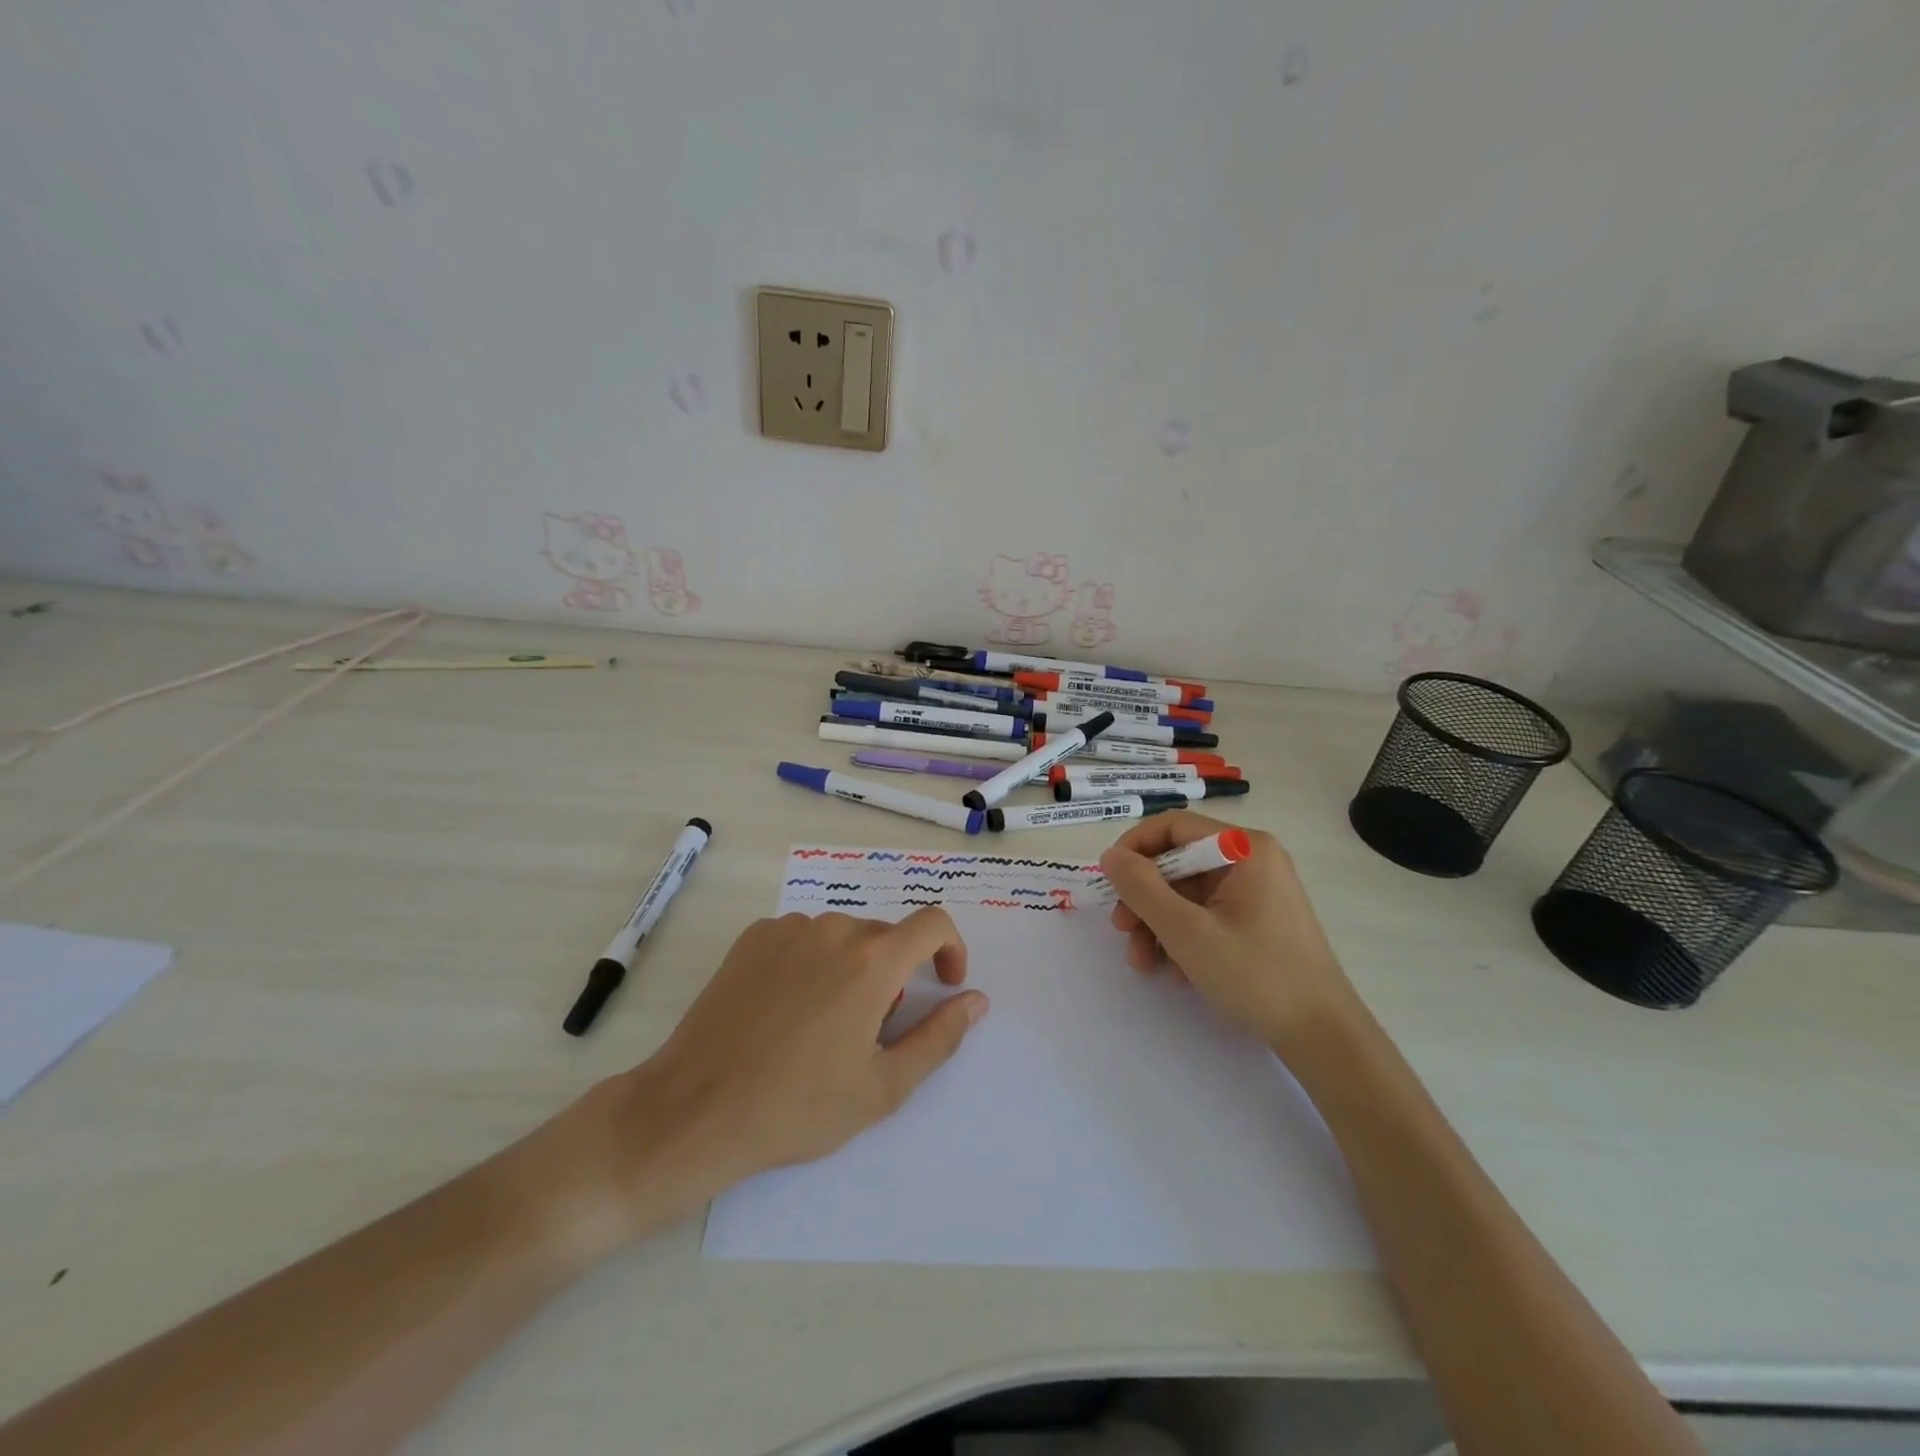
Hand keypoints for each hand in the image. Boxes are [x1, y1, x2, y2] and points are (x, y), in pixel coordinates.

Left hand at [540, 908, 987, 1250]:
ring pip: (843, 936)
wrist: (694, 1110)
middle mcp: (833, 929)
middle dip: (896, 974)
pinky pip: (803, 938)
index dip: (952, 949)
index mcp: (872, 961)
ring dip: (853, 968)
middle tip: (872, 1031)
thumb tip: (975, 1000)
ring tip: (826, 1025)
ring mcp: (787, 928)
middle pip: (886, 936)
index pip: (934, 923)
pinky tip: (788, 1010)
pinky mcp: (752, 937)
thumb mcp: (883, 1086)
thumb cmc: (798, 1107)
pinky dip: (813, 962)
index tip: (944, 985)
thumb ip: (940, 1037)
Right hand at [1097, 810, 1356, 1054]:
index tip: (1109, 881)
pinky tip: (1176, 972)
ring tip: (1145, 963)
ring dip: (1158, 924)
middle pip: (1177, 863)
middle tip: (1122, 930)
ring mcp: (1257, 892)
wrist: (1323, 1037)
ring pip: (1187, 894)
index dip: (1134, 848)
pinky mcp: (1257, 921)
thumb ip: (1141, 888)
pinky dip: (1183, 937)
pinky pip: (1206, 914)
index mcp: (1244, 848)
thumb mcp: (1186, 931)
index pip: (1173, 826)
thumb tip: (1111, 855)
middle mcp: (1252, 860)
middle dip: (1144, 898)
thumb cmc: (1255, 975)